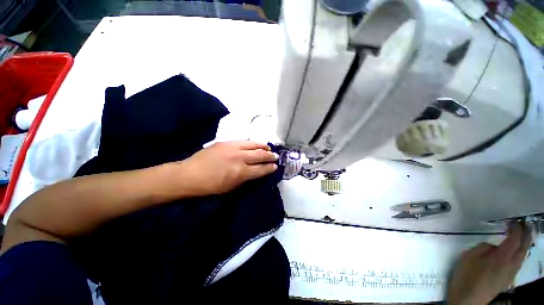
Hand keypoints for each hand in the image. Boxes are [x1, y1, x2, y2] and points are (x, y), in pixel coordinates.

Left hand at [178, 140, 277, 195]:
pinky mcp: (226, 142)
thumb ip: (246, 178)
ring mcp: (233, 148)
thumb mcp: (232, 188)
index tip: (275, 166)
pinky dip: (252, 143)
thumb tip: (256, 172)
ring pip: (254, 144)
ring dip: (263, 146)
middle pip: (260, 155)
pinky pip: (244, 141)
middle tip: (275, 156)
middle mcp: (240, 158)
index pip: (261, 169)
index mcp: (241, 172)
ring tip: (268, 148)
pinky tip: (255, 144)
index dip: (270, 168)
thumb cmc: (211, 186)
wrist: (190, 174)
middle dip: (270, 156)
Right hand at [447, 223, 531, 304]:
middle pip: (524, 247)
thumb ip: (483, 248)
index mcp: (501, 258)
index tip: (512, 220)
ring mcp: (511, 273)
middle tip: (523, 224)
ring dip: (524, 243)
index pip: (514, 239)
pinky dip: (520, 252)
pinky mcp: (508, 278)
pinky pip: (518, 262)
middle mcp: (511, 264)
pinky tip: (514, 251)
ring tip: (521, 235)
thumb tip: (493, 246)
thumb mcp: (469, 257)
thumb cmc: (466, 276)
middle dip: (526, 234)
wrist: (468, 299)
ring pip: (523, 255)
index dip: (516, 228)